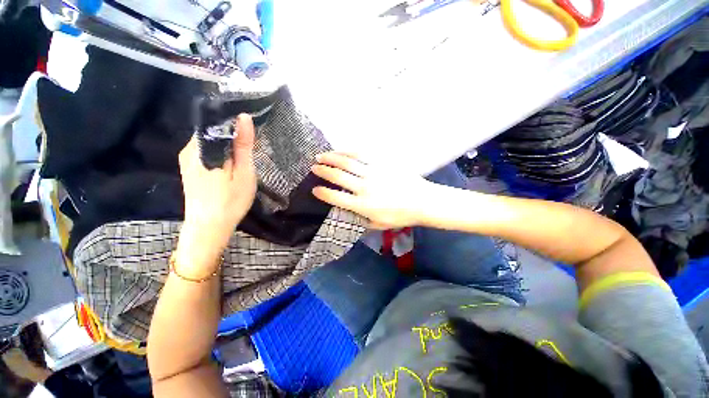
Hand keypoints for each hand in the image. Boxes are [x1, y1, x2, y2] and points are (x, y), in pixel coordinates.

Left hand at [176, 114, 256, 271]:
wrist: (209, 227)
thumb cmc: (231, 201)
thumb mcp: (244, 172)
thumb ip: (243, 145)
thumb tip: (244, 117)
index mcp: (202, 147)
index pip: (217, 121)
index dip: (235, 123)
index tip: (251, 132)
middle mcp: (189, 149)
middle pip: (212, 131)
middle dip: (232, 135)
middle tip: (250, 150)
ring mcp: (187, 159)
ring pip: (210, 141)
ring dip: (227, 145)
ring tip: (243, 158)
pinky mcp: (189, 167)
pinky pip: (206, 151)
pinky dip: (220, 153)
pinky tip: (230, 166)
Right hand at [311, 152, 433, 229]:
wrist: (422, 201)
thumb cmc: (400, 216)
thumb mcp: (379, 225)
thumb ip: (361, 221)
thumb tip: (348, 215)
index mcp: (362, 205)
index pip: (336, 198)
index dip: (322, 193)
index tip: (315, 189)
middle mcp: (364, 187)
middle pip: (338, 176)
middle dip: (323, 171)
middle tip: (314, 168)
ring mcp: (373, 173)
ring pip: (347, 162)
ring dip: (331, 158)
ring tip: (321, 156)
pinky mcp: (381, 163)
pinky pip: (362, 154)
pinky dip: (348, 151)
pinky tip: (341, 150)